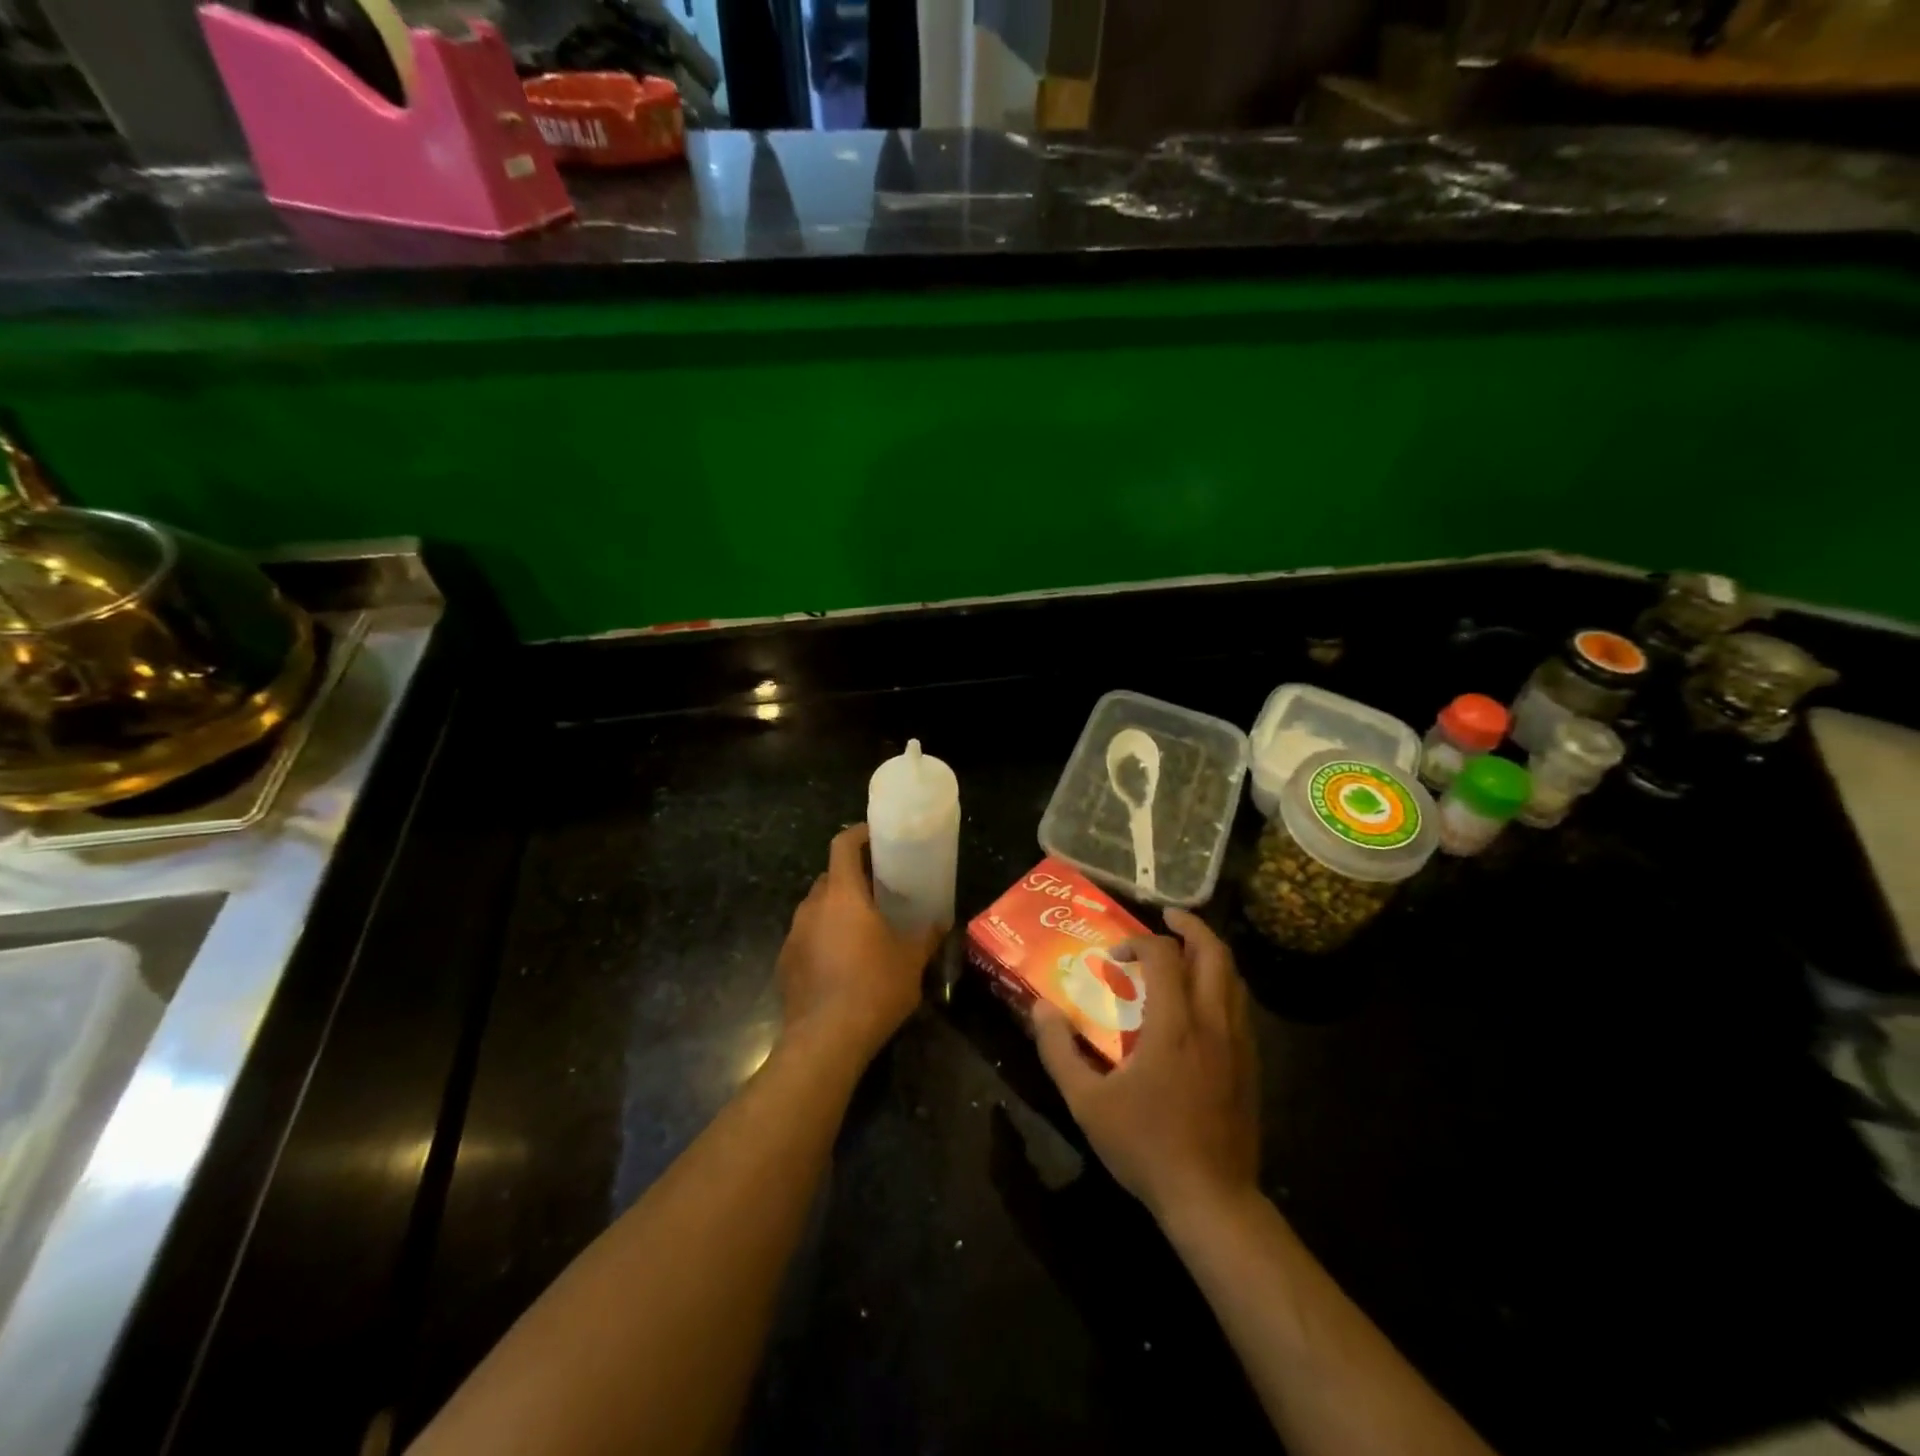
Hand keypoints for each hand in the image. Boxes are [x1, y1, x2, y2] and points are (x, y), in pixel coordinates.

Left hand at [776, 824, 944, 1063]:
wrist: (825, 1040)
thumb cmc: (874, 988)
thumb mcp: (911, 961)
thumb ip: (926, 936)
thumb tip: (940, 924)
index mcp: (842, 895)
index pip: (842, 845)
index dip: (858, 834)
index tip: (875, 837)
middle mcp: (812, 907)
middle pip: (829, 877)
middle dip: (851, 878)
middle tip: (877, 891)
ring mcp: (793, 934)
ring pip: (816, 908)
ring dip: (836, 911)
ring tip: (861, 930)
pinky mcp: (785, 962)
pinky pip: (806, 937)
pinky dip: (822, 939)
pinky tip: (840, 964)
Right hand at [1032, 907, 1259, 1224]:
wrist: (1212, 1199)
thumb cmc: (1146, 1146)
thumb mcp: (1087, 1102)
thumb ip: (1059, 1052)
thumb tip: (1040, 1010)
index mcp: (1173, 1026)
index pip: (1164, 956)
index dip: (1138, 943)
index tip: (1114, 957)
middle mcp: (1211, 1023)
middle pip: (1214, 953)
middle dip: (1190, 926)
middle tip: (1166, 917)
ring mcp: (1238, 1043)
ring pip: (1233, 977)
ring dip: (1209, 953)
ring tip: (1183, 950)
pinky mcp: (1251, 1064)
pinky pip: (1239, 1005)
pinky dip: (1221, 984)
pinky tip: (1200, 1000)